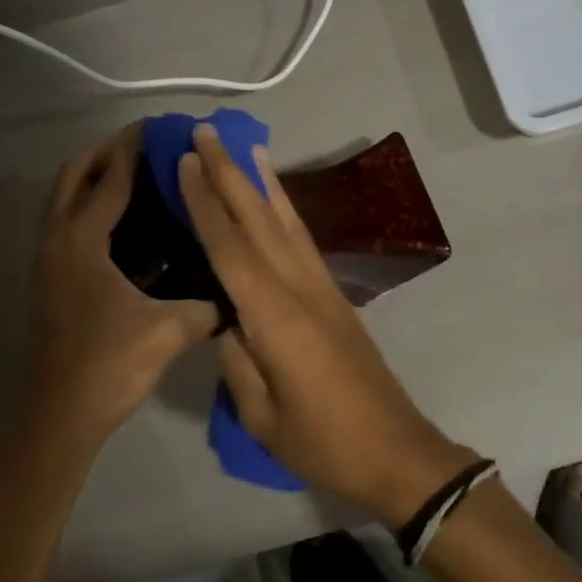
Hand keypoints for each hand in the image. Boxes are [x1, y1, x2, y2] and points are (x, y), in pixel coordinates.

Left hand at [23, 125, 217, 446]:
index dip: (134, 149)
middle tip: (146, 146)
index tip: (158, 127)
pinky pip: (69, 224)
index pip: (110, 180)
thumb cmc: (108, 367)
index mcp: (81, 243)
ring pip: (65, 200)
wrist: (57, 419)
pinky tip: (128, 223)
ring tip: (138, 173)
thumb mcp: (167, 332)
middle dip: (106, 152)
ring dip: (95, 178)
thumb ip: (207, 305)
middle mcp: (57, 242)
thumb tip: (238, 290)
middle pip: (73, 176)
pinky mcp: (52, 280)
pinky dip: (91, 207)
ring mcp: (48, 262)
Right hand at [177, 125, 474, 526]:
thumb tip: (222, 317)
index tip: (185, 161)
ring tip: (246, 146)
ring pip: (287, 221)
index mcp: (274, 316)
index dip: (205, 202)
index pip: (229, 248)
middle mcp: (300, 287)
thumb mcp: (262, 413)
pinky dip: (286, 210)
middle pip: (258, 220)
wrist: (395, 450)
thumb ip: (236, 358)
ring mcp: (323, 287)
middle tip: (206, 132)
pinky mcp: (335, 295)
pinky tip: (277, 200)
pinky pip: (303, 240)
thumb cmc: (322, 442)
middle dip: (229, 173)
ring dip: (262, 181)